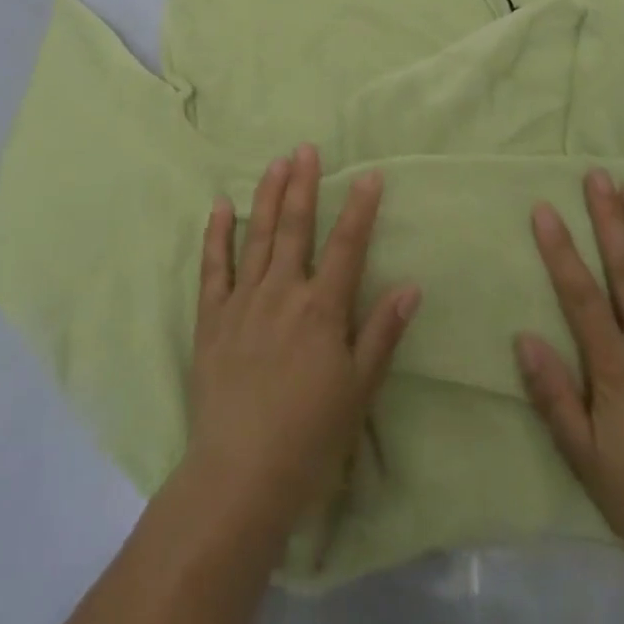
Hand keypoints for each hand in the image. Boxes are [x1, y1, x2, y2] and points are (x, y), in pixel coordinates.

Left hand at [186, 145, 420, 539]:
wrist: (240, 475)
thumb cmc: (310, 437)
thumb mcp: (359, 390)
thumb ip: (382, 333)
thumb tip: (411, 285)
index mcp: (322, 309)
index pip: (347, 245)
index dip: (360, 208)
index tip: (369, 174)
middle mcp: (283, 292)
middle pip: (296, 228)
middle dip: (303, 185)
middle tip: (306, 148)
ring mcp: (243, 301)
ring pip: (257, 236)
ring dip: (267, 197)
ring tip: (275, 163)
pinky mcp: (212, 318)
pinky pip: (213, 267)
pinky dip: (216, 234)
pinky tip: (219, 206)